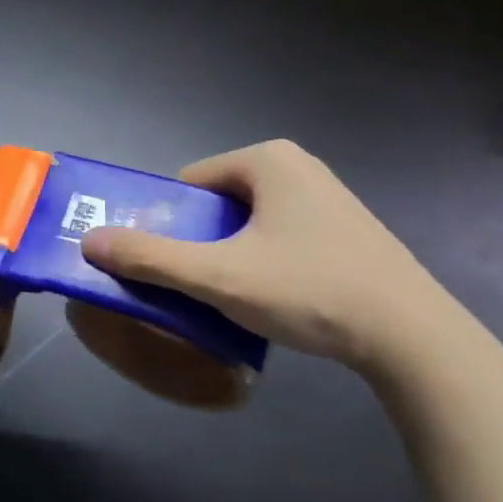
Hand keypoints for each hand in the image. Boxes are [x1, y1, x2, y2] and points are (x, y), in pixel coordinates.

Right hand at [79, 140, 464, 381]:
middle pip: (216, 204)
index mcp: (267, 160)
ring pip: (248, 224)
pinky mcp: (346, 232)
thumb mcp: (218, 276)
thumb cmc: (310, 291)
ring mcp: (327, 199)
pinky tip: (275, 300)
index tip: (167, 265)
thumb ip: (149, 258)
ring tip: (232, 297)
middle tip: (195, 284)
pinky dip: (263, 263)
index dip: (169, 223)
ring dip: (229, 255)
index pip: (189, 184)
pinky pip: (280, 238)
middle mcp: (298, 167)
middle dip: (199, 241)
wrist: (415, 340)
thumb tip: (87, 241)